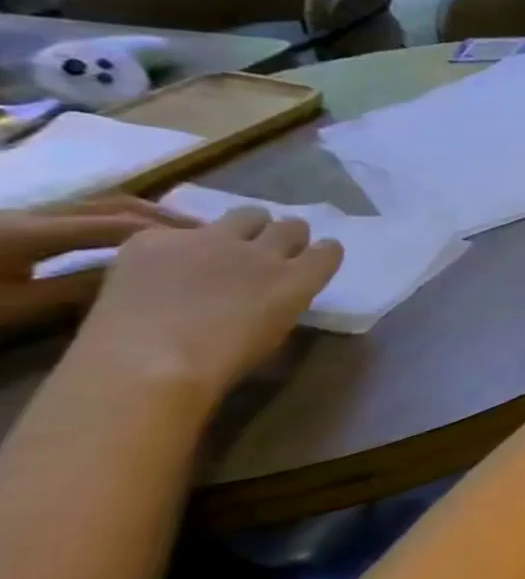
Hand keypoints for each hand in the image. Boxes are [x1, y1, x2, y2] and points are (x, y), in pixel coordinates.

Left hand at [0, 196, 193, 340]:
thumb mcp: (18, 307)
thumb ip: (78, 290)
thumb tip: (143, 280)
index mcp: (32, 231)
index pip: (120, 225)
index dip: (171, 234)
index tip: (215, 248)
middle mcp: (33, 214)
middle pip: (115, 206)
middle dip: (166, 218)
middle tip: (209, 236)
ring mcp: (23, 216)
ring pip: (100, 206)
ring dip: (145, 216)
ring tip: (182, 234)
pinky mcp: (16, 225)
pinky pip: (83, 214)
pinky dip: (119, 220)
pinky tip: (135, 237)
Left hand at [74, 207, 343, 398]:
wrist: (143, 363)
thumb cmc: (221, 364)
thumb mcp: (274, 332)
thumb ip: (284, 300)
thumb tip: (276, 292)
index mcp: (298, 279)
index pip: (329, 249)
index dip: (321, 254)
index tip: (311, 261)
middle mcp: (262, 251)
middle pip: (291, 225)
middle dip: (285, 236)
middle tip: (268, 252)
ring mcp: (209, 240)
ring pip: (246, 214)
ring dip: (245, 228)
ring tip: (225, 247)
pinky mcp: (157, 239)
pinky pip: (176, 232)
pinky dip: (177, 246)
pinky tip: (161, 269)